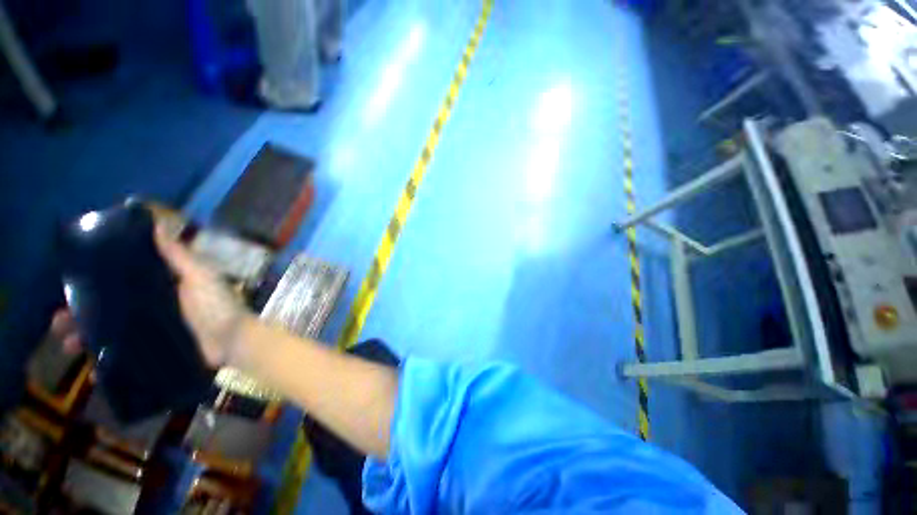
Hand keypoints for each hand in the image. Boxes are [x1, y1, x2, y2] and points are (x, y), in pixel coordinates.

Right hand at [50, 224, 254, 368]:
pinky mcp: (153, 353)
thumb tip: (156, 225)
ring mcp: (150, 332)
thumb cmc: (217, 306)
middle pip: (108, 308)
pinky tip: (93, 370)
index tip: (71, 281)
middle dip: (80, 313)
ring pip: (108, 333)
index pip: (121, 281)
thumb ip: (179, 256)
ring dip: (84, 338)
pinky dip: (106, 363)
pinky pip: (122, 358)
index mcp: (161, 287)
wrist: (232, 342)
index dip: (96, 281)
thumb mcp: (199, 276)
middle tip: (57, 320)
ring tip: (67, 343)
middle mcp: (151, 308)